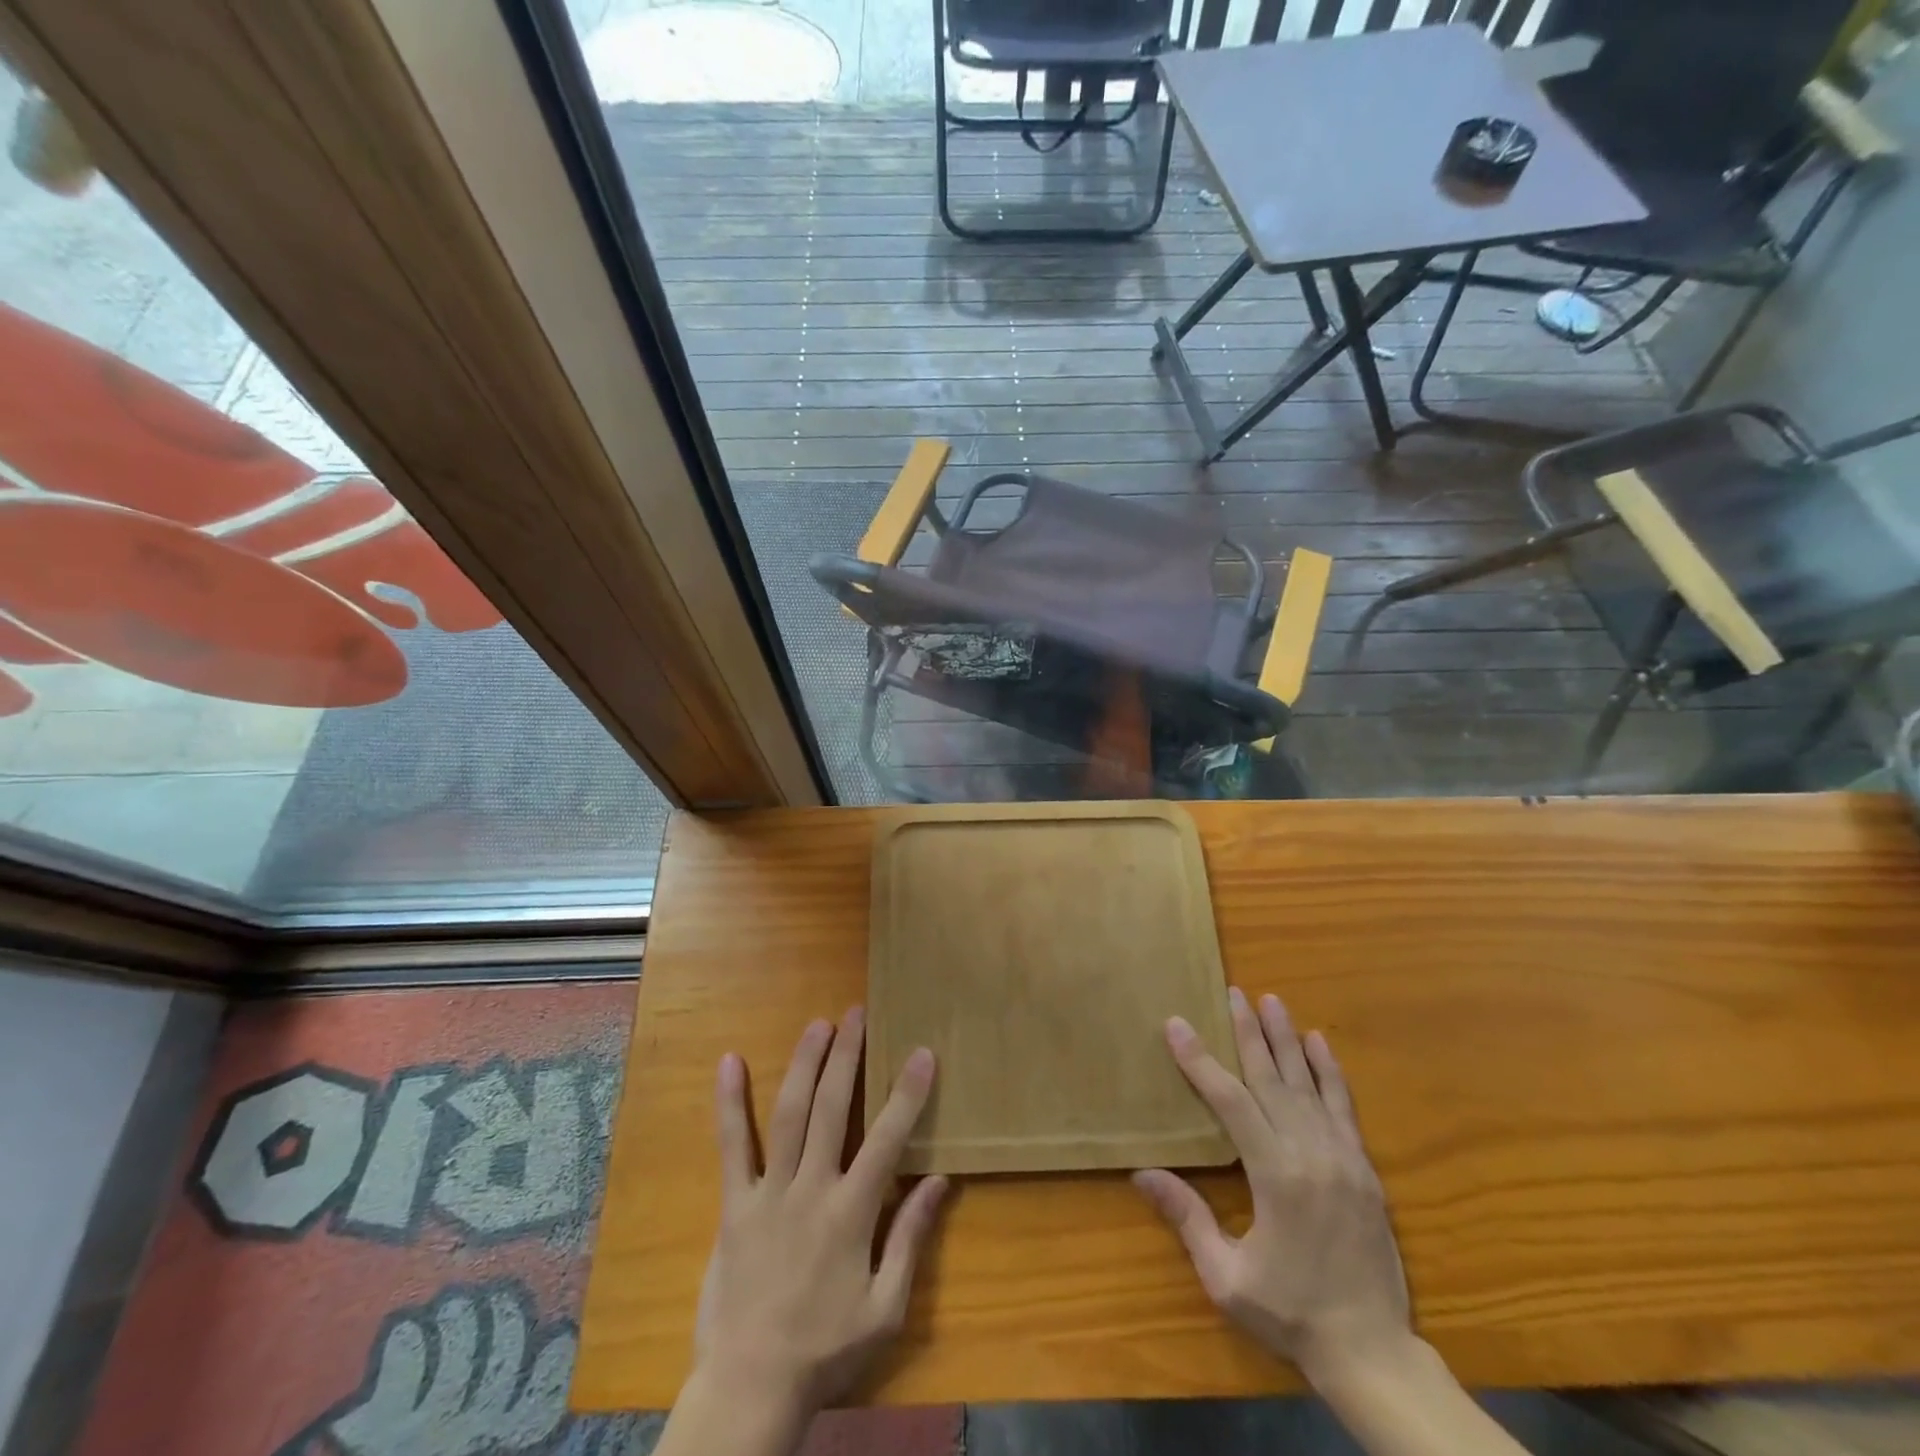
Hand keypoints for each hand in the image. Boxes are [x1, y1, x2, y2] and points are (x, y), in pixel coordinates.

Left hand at [692, 1007, 947, 1418]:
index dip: (907, 1093)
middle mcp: (811, 1189)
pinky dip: (730, 1102)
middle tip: (857, 1014)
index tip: (921, 1053)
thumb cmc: (826, 1350)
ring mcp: (769, 1192)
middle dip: (848, 1057)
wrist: (750, 1388)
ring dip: (805, 1065)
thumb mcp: (885, 1308)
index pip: (887, 1139)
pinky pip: (731, 1146)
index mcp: (852, 1213)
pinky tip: (729, 1062)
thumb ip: (910, 1239)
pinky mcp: (735, 1204)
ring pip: (789, 1114)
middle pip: (832, 1109)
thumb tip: (939, 1180)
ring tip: (818, 1025)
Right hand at [1134, 988, 1411, 1385]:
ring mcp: (1343, 1158)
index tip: (1178, 1025)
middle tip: (1233, 992)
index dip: (1200, 1061)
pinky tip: (1320, 1043)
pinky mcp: (1365, 1169)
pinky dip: (1330, 1072)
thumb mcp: (1227, 1277)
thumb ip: (1188, 1218)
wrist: (1373, 1353)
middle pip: (1272, 1078)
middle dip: (1248, 1032)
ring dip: (1287, 1039)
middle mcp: (1310, 1154)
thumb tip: (1141, 1173)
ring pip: (1308, 1084)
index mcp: (1275, 1176)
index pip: (1230, 1101)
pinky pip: (1344, 1107)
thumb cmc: (1290, 1314)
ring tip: (1272, 1001)